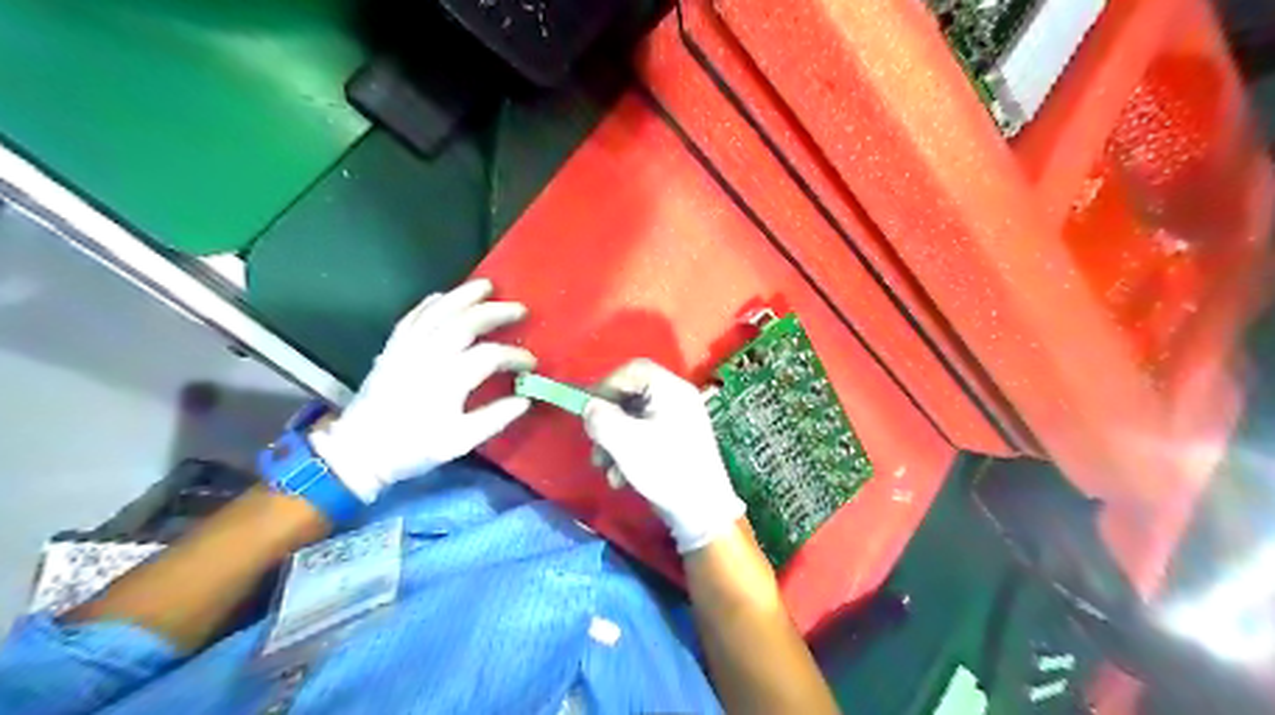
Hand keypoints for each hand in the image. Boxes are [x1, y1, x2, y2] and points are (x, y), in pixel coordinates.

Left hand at [311, 278, 532, 500]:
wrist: (359, 450)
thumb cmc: (412, 448)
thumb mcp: (458, 442)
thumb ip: (494, 419)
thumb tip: (524, 400)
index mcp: (448, 380)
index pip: (491, 355)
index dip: (515, 356)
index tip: (531, 363)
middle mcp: (428, 356)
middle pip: (466, 322)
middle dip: (496, 312)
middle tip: (520, 308)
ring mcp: (407, 348)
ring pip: (439, 312)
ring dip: (464, 296)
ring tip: (486, 285)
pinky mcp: (392, 348)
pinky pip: (412, 317)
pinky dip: (429, 304)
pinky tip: (442, 296)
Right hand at [582, 359, 743, 554]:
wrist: (702, 512)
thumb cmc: (665, 469)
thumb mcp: (625, 441)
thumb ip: (600, 418)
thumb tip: (590, 408)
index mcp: (671, 390)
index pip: (633, 369)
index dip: (606, 385)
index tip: (589, 410)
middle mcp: (677, 399)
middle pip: (630, 396)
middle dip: (607, 422)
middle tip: (596, 445)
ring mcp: (678, 421)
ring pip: (633, 420)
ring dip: (613, 442)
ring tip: (606, 469)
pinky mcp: (675, 443)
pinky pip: (643, 436)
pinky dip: (628, 453)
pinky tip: (622, 478)